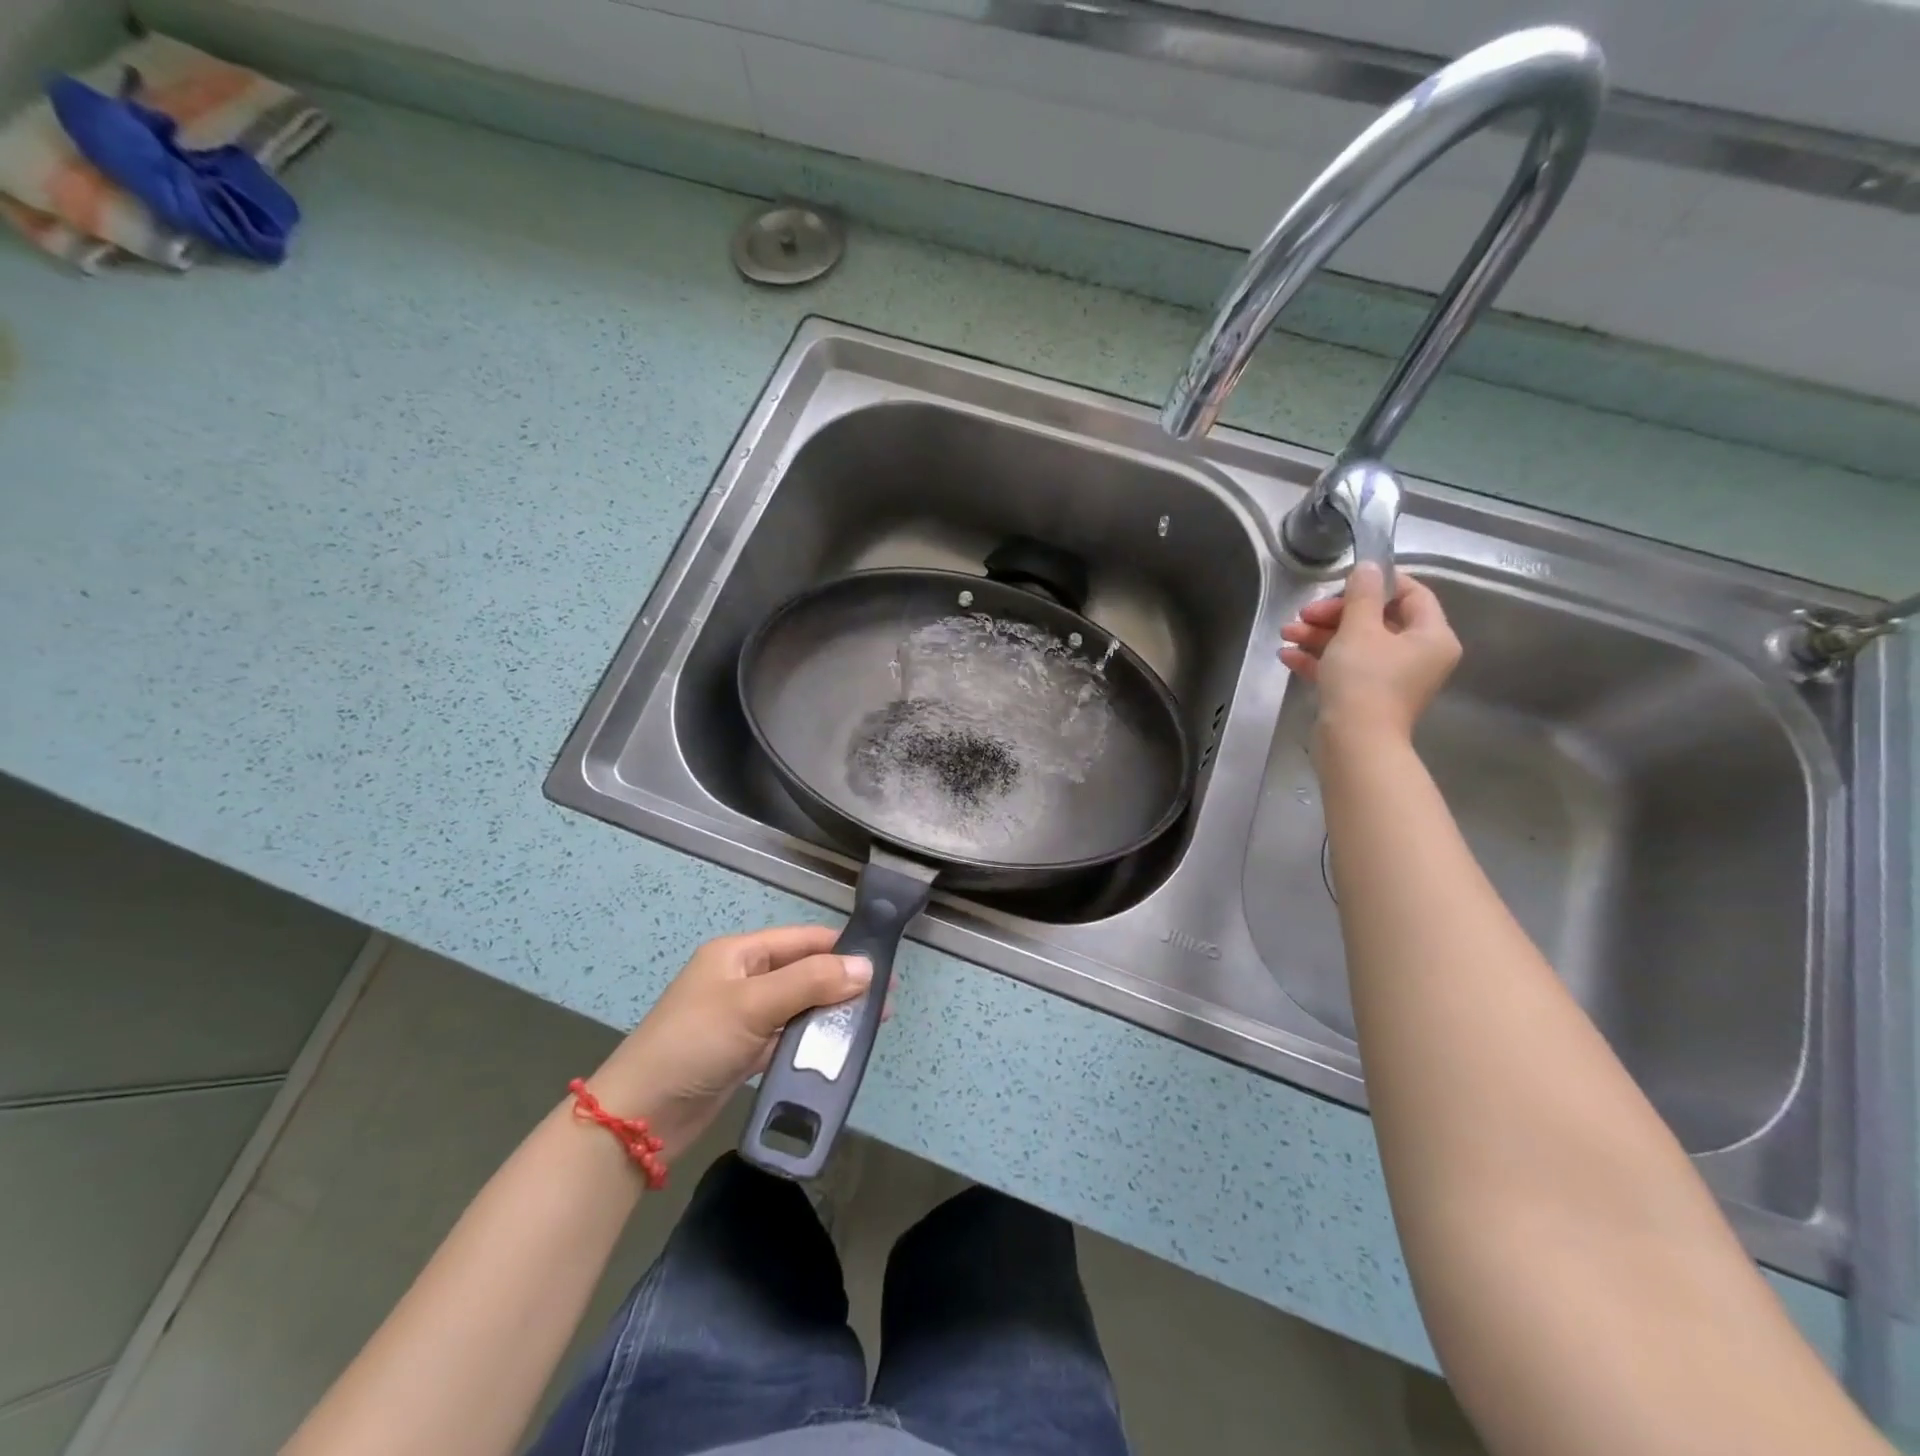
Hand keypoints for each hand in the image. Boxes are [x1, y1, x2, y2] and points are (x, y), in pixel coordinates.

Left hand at [585, 926, 871, 1160]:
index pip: (802, 940)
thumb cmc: (694, 1044)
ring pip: (798, 1005)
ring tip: (870, 1024)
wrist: (638, 1119)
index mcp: (738, 953)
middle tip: (885, 1000)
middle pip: (803, 971)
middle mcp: (742, 978)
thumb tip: (867, 967)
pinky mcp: (743, 1052)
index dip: (842, 948)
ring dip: (830, 1012)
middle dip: (842, 983)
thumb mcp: (754, 1005)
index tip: (884, 964)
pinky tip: (838, 1049)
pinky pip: (787, 1037)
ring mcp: (742, 1017)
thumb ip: (811, 982)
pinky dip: (811, 1040)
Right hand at [1279, 562, 1460, 743]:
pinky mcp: (1365, 696)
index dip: (1378, 583)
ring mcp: (1391, 678)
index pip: (1412, 594)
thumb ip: (1362, 595)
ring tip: (1286, 633)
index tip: (1343, 581)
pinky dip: (1318, 659)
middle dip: (1334, 614)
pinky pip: (1344, 668)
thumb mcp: (1358, 629)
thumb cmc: (1364, 681)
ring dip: (1319, 635)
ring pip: (1354, 644)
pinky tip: (1287, 655)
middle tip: (1304, 614)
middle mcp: (1417, 656)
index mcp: (1431, 636)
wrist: (1354, 743)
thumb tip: (1368, 567)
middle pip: (1376, 619)